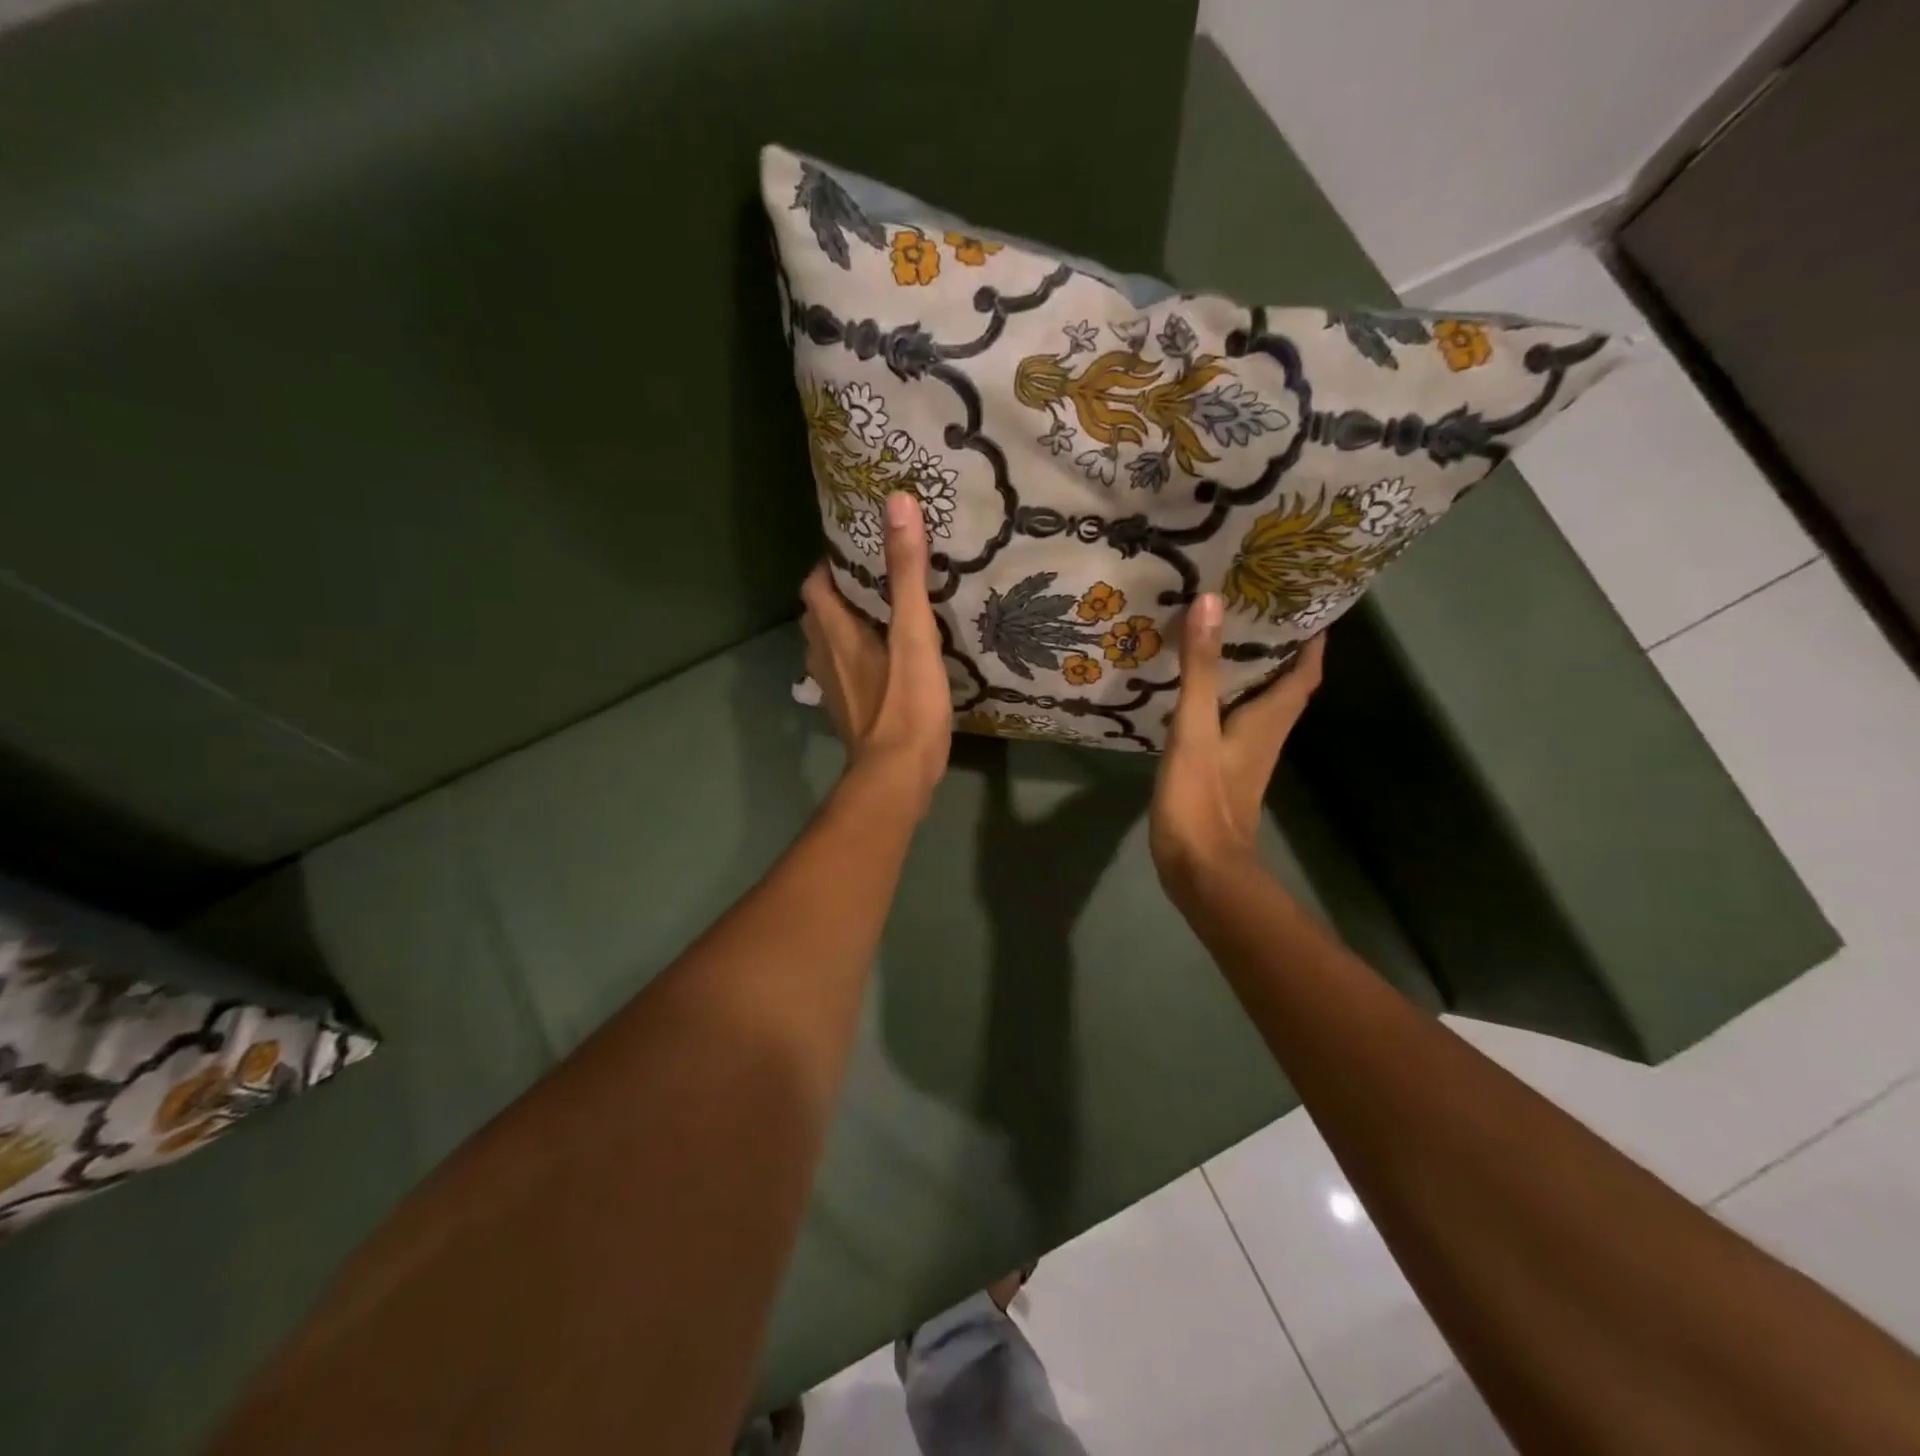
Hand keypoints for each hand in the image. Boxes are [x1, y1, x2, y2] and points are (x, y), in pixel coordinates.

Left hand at [800, 492, 952, 815]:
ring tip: (880, 617)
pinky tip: (885, 664)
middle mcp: (825, 658)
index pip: (816, 585)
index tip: (860, 551)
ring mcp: (835, 690)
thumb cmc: (905, 703)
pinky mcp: (849, 714)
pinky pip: (845, 674)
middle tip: (875, 581)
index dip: (831, 565)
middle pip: (818, 615)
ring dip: (845, 628)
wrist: (896, 776)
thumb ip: (906, 573)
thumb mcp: (912, 633)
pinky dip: (857, 659)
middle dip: (839, 594)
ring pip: (828, 647)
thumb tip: (898, 504)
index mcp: (835, 633)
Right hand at [1150, 594, 1324, 890]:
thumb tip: (1211, 603)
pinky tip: (1196, 688)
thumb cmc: (1202, 798)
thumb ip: (1202, 669)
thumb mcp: (1196, 728)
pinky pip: (1232, 720)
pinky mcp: (1223, 769)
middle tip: (1253, 607)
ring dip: (1250, 671)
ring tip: (1222, 636)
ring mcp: (1245, 755)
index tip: (1305, 600)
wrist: (1200, 868)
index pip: (1305, 670)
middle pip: (1285, 683)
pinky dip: (1224, 697)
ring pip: (1259, 702)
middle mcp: (1266, 733)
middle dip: (1277, 647)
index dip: (1311, 637)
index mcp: (1269, 719)